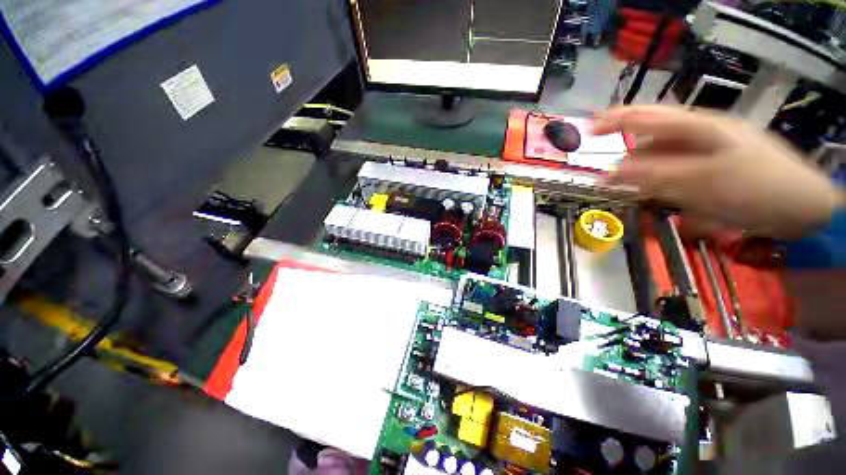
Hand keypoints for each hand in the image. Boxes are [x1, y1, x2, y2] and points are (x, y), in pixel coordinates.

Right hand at [594, 105, 843, 237]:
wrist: (802, 209)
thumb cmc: (756, 188)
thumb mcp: (701, 182)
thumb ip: (653, 175)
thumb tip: (610, 173)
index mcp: (699, 127)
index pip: (648, 117)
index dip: (616, 120)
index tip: (589, 130)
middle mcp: (699, 135)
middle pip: (652, 136)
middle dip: (626, 149)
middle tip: (605, 168)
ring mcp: (706, 153)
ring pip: (662, 157)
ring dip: (641, 170)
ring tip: (626, 188)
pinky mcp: (710, 171)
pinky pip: (674, 171)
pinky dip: (658, 181)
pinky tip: (653, 193)